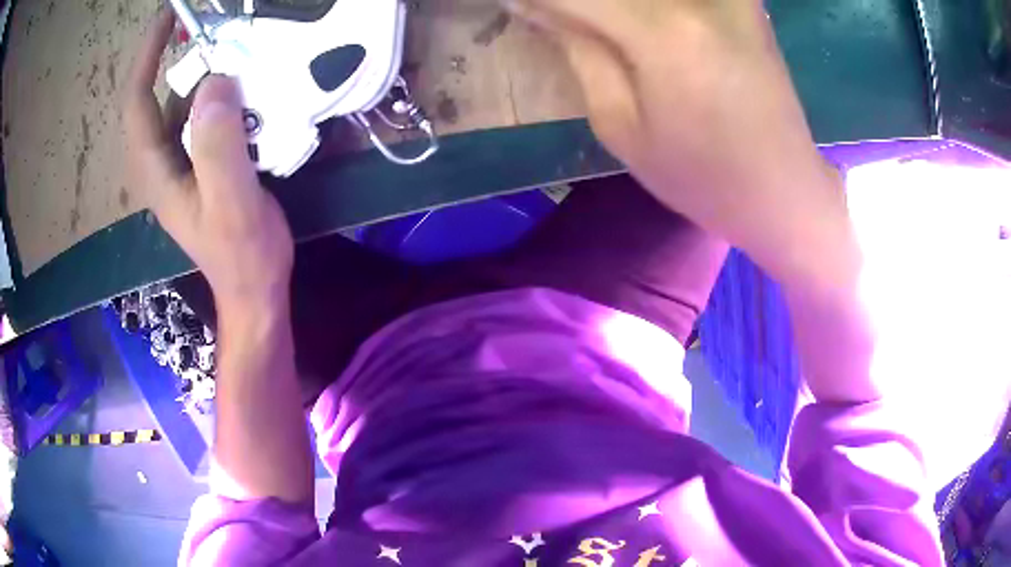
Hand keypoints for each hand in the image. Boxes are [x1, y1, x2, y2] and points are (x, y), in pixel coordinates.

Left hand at [124, 10, 293, 312]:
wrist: (253, 289)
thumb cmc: (242, 254)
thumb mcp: (231, 202)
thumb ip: (218, 146)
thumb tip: (215, 81)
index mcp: (157, 170)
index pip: (137, 103)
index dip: (147, 56)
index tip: (169, 17)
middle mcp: (162, 161)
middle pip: (160, 97)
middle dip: (184, 57)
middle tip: (220, 28)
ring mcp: (182, 163)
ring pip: (184, 105)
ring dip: (208, 74)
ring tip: (241, 50)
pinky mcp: (202, 165)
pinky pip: (204, 118)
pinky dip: (223, 96)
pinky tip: (250, 89)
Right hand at [507, 0, 851, 283]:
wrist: (786, 191)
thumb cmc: (703, 178)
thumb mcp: (623, 128)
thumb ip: (578, 49)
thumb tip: (534, 5)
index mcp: (664, 33)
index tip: (514, 8)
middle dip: (575, 3)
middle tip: (554, 20)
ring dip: (610, 6)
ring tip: (596, 28)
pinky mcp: (743, 0)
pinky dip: (644, 7)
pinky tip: (631, 22)